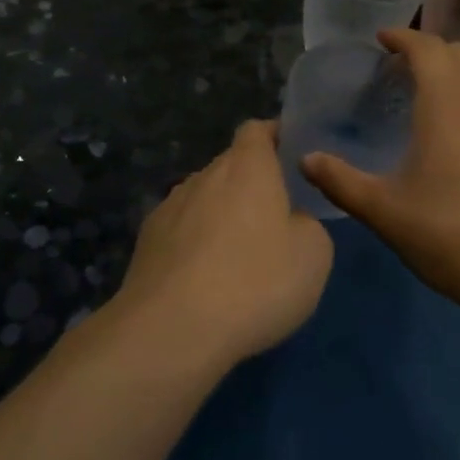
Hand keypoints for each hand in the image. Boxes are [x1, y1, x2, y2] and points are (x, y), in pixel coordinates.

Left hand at [117, 120, 333, 365]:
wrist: (172, 330)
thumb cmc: (255, 282)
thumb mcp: (313, 254)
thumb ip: (307, 224)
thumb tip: (290, 222)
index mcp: (247, 166)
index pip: (257, 130)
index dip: (274, 136)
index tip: (290, 155)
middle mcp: (204, 175)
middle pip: (230, 167)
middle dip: (251, 185)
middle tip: (274, 220)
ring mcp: (169, 208)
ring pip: (204, 200)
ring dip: (221, 217)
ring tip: (238, 258)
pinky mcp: (146, 243)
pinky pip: (181, 232)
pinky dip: (196, 245)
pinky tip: (205, 281)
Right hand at [302, 29, 459, 326]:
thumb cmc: (454, 235)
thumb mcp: (386, 212)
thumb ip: (341, 182)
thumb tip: (305, 159)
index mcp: (448, 103)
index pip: (427, 47)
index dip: (402, 37)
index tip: (380, 40)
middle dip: (428, 50)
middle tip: (398, 71)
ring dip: (455, 71)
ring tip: (427, 97)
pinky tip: (458, 135)